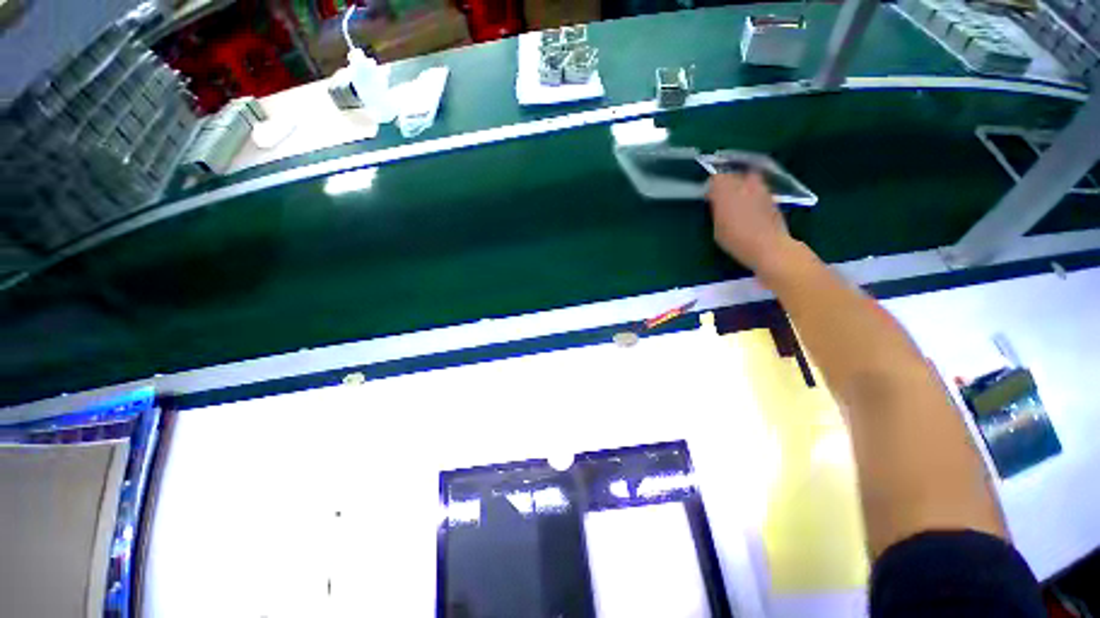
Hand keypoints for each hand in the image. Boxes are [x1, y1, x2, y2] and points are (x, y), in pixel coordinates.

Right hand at [707, 172, 793, 273]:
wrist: (768, 246)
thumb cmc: (736, 240)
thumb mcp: (717, 228)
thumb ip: (717, 211)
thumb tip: (717, 202)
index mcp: (726, 193)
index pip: (716, 178)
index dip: (712, 185)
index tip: (709, 195)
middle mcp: (744, 186)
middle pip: (733, 175)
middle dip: (727, 183)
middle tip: (722, 196)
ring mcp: (760, 189)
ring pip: (748, 179)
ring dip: (742, 186)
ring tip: (738, 199)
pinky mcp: (772, 197)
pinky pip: (759, 189)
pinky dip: (753, 194)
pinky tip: (751, 208)